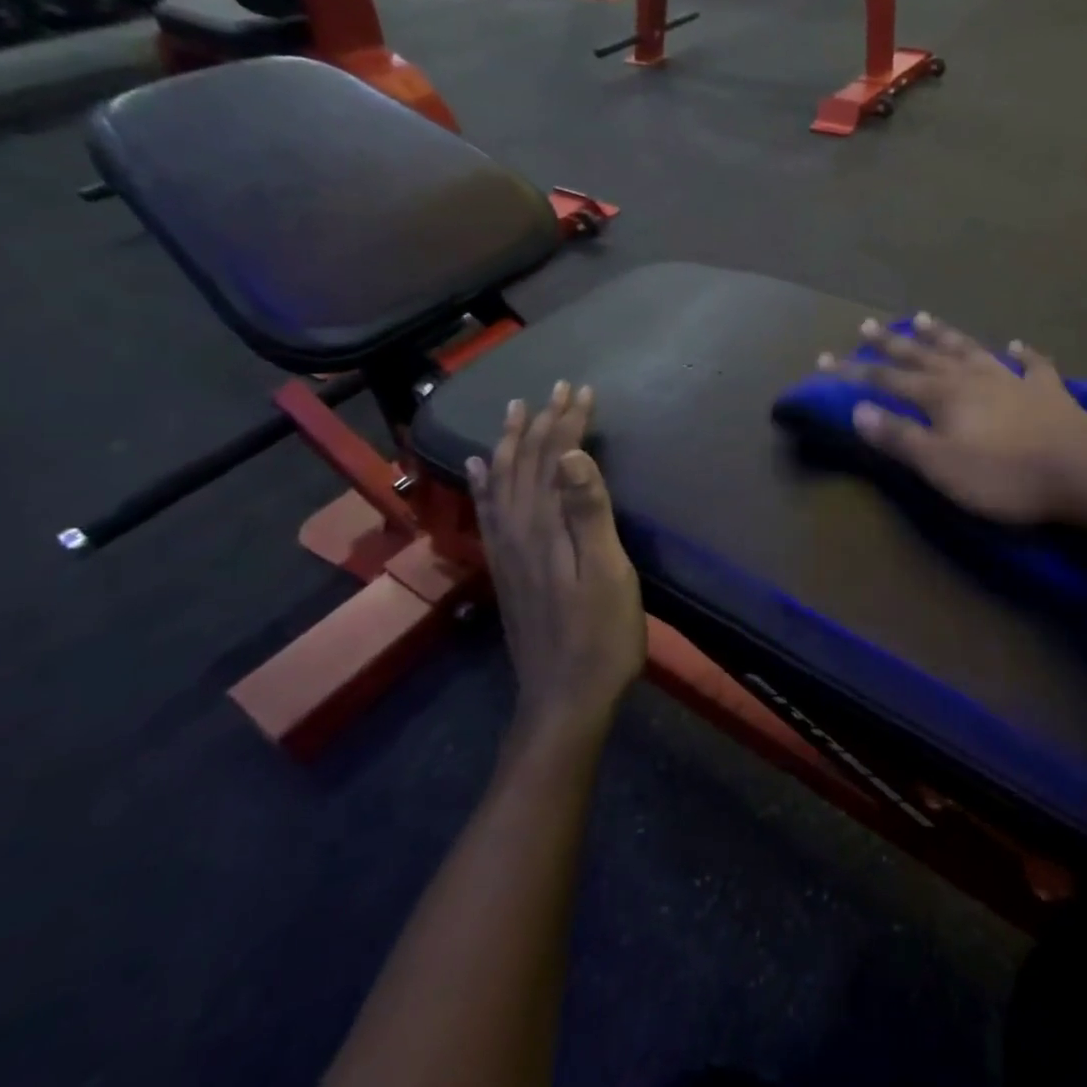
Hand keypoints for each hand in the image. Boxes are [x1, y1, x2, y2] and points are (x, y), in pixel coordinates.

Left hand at [468, 382, 645, 732]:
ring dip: (511, 441)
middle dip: (543, 420)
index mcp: (547, 525)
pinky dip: (483, 482)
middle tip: (557, 387)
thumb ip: (589, 513)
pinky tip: (478, 468)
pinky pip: (487, 510)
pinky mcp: (505, 567)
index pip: (555, 457)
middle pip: (527, 461)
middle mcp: (518, 528)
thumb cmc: (601, 636)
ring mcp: (506, 549)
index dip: (568, 421)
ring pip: (502, 479)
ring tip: (514, 409)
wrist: (563, 698)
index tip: (582, 389)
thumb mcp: (608, 574)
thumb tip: (572, 455)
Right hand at [817, 315, 1086, 523]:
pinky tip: (1017, 345)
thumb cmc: (1005, 476)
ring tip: (922, 318)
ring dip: (944, 335)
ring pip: (970, 349)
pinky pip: (1032, 365)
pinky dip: (1023, 354)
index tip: (824, 360)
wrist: (1085, 474)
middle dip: (891, 344)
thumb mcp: (940, 465)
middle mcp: (972, 377)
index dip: (854, 372)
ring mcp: (1012, 380)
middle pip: (924, 356)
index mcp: (943, 395)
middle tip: (867, 325)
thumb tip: (858, 410)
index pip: (887, 380)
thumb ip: (899, 438)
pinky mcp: (1048, 392)